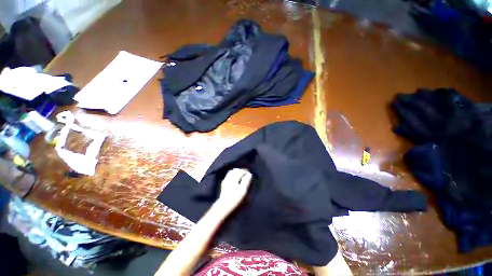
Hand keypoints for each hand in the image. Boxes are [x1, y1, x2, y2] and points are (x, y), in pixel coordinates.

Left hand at [216, 168, 251, 212]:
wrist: (224, 206)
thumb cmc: (235, 199)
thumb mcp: (243, 190)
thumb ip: (246, 181)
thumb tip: (249, 175)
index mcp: (234, 179)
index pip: (241, 171)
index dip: (246, 172)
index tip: (250, 174)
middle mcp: (229, 178)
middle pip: (236, 170)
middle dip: (242, 170)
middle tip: (246, 173)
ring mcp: (225, 180)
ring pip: (232, 172)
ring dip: (237, 172)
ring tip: (241, 175)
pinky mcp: (223, 184)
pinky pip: (228, 175)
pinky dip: (233, 174)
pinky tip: (235, 178)